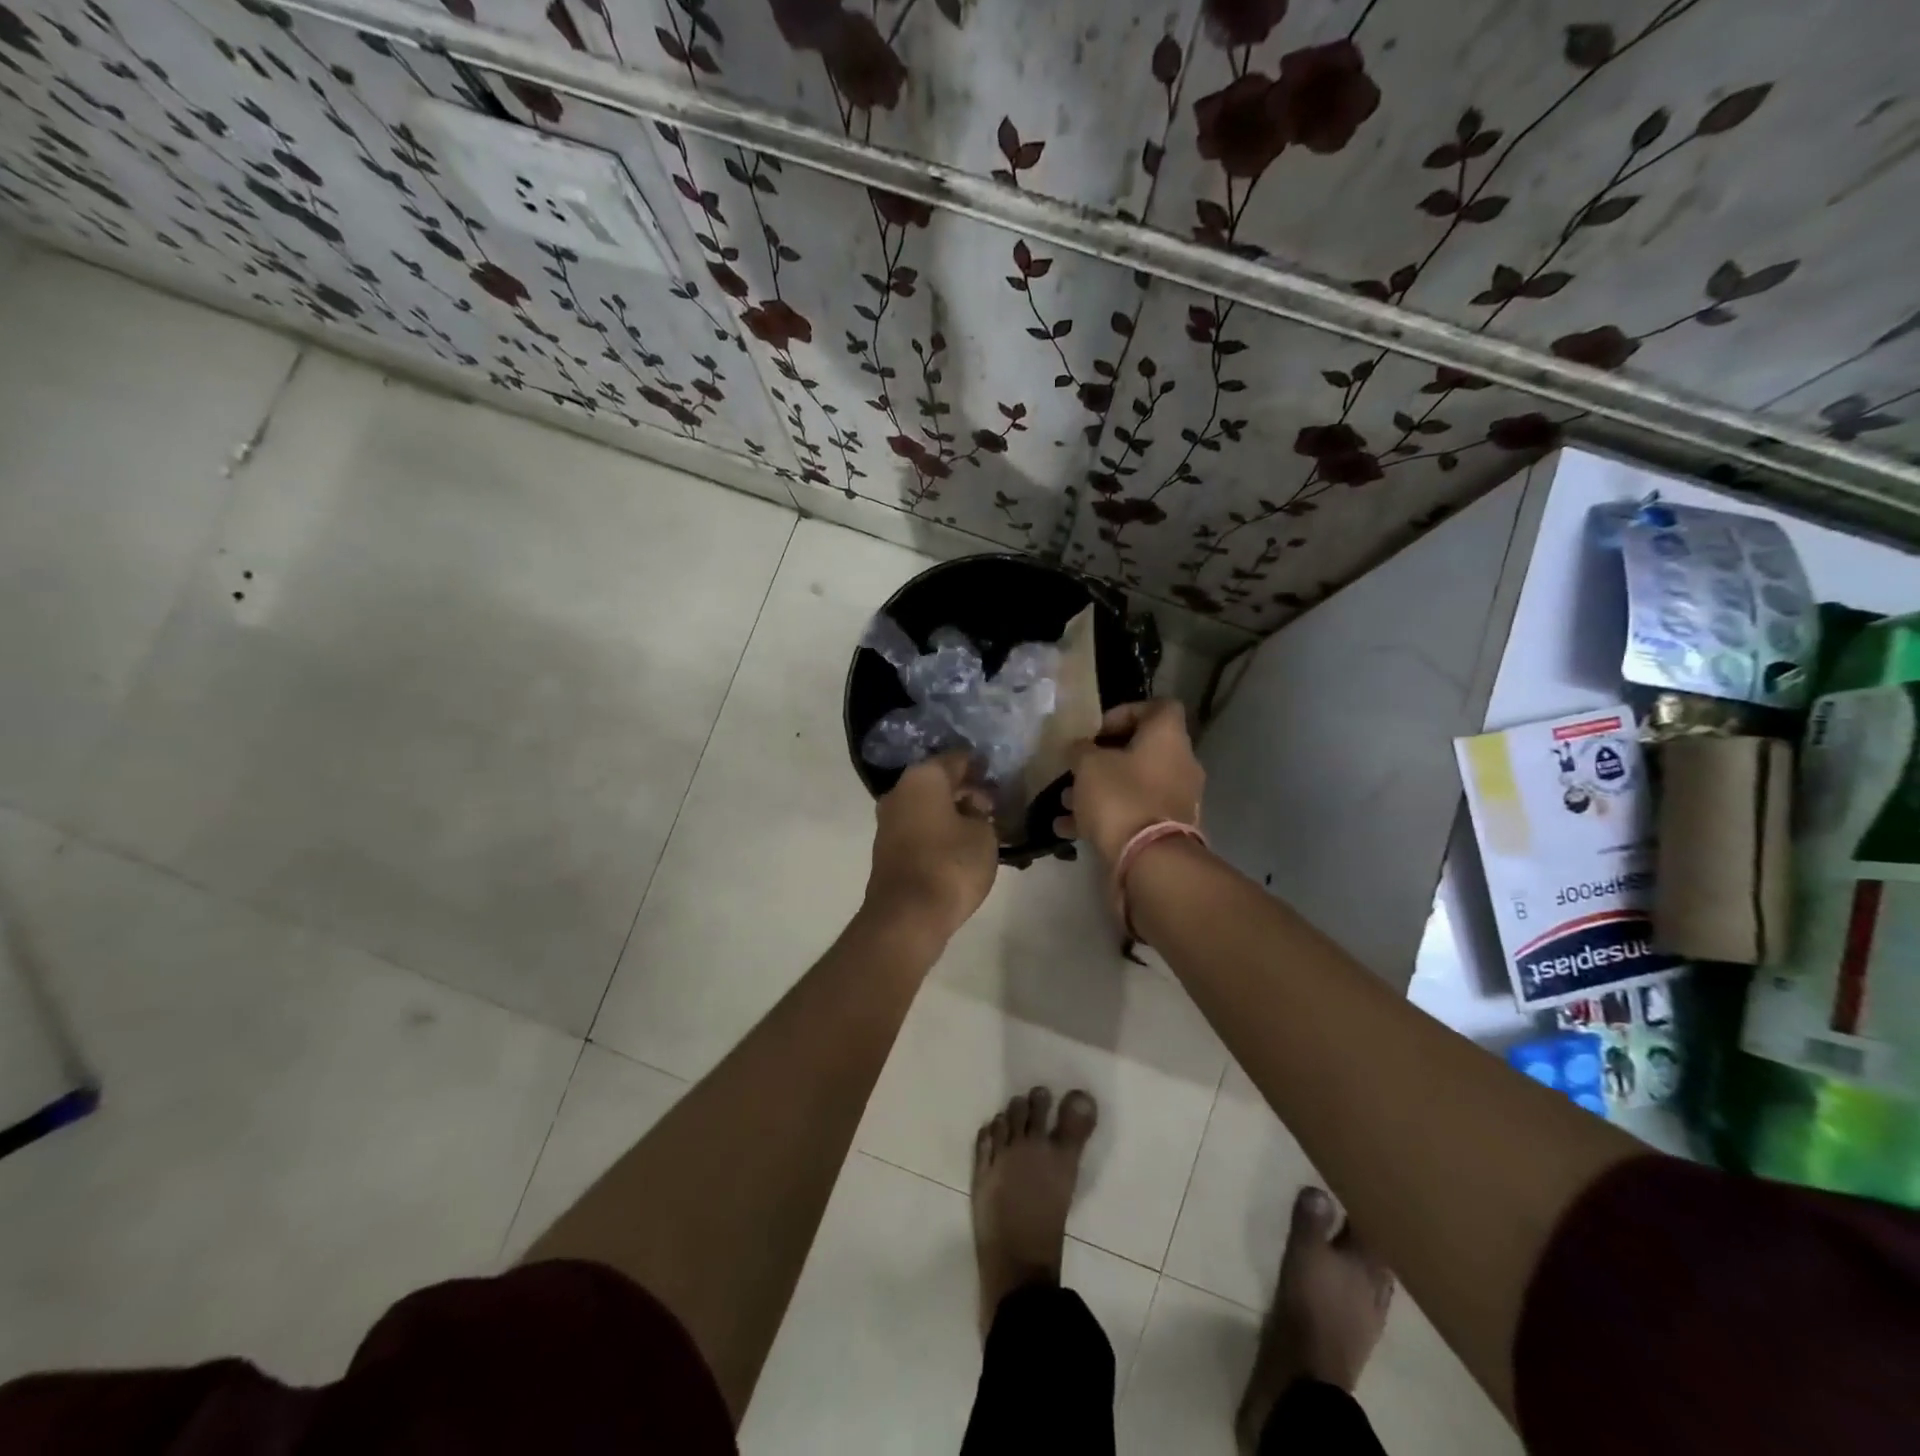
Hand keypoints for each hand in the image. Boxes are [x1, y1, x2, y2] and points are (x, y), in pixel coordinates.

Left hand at [864, 751, 998, 944]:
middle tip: (994, 804)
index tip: (997, 775)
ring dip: (952, 811)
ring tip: (981, 826)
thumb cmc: (950, 864)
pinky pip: (919, 826)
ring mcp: (888, 820)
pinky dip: (938, 829)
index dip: (979, 765)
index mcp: (923, 777)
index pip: (956, 759)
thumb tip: (971, 809)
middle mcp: (900, 791)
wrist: (907, 914)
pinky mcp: (887, 847)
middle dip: (966, 790)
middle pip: (938, 781)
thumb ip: (981, 814)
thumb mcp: (983, 834)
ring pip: (927, 805)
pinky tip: (960, 843)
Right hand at [1060, 700, 1204, 867]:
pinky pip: (1132, 813)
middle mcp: (1179, 764)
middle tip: (1076, 767)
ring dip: (1098, 790)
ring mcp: (1176, 799)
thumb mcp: (1088, 765)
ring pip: (1133, 785)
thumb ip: (1080, 750)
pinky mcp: (1167, 830)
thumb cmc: (1120, 797)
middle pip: (1141, 750)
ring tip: (1065, 801)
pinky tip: (1069, 830)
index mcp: (1168, 738)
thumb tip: (1080, 749)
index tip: (1096, 730)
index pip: (1158, 707)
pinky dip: (1104, 817)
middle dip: (1103, 759)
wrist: (1149, 860)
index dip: (1125, 712)